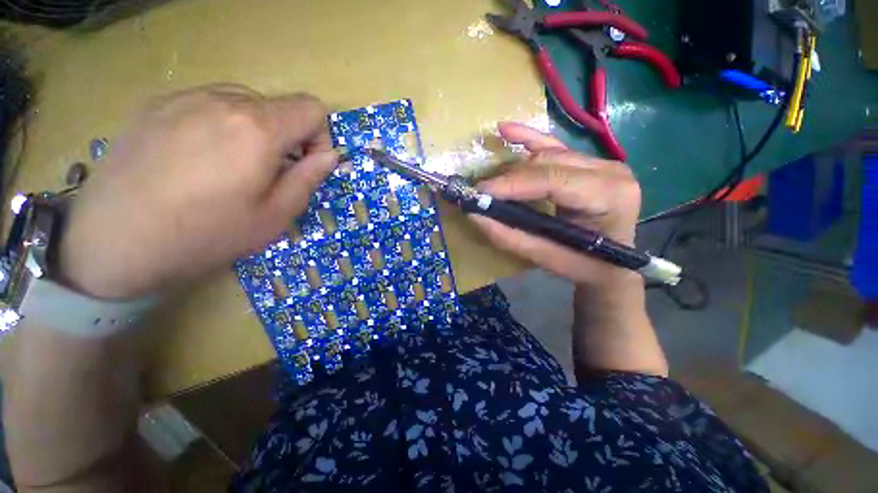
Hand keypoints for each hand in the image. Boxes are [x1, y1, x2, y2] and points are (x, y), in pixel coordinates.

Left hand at [59, 85, 336, 298]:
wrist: (114, 242)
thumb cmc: (208, 234)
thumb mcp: (276, 215)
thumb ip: (309, 178)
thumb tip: (330, 156)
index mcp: (258, 129)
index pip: (312, 109)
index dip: (319, 137)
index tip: (305, 165)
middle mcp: (223, 100)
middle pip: (278, 105)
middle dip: (286, 137)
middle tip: (268, 173)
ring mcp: (184, 98)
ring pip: (243, 102)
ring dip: (253, 130)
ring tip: (231, 166)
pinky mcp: (155, 105)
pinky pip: (206, 105)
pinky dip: (218, 126)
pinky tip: (195, 159)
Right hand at [471, 122, 641, 287]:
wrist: (612, 265)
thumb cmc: (584, 266)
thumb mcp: (546, 257)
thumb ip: (510, 236)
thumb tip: (475, 216)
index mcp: (608, 196)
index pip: (553, 179)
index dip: (513, 183)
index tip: (480, 192)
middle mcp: (609, 171)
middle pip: (548, 163)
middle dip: (509, 177)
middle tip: (480, 192)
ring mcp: (601, 162)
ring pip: (547, 154)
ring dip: (513, 166)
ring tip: (488, 180)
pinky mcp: (588, 162)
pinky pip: (554, 146)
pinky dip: (528, 138)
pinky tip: (505, 129)